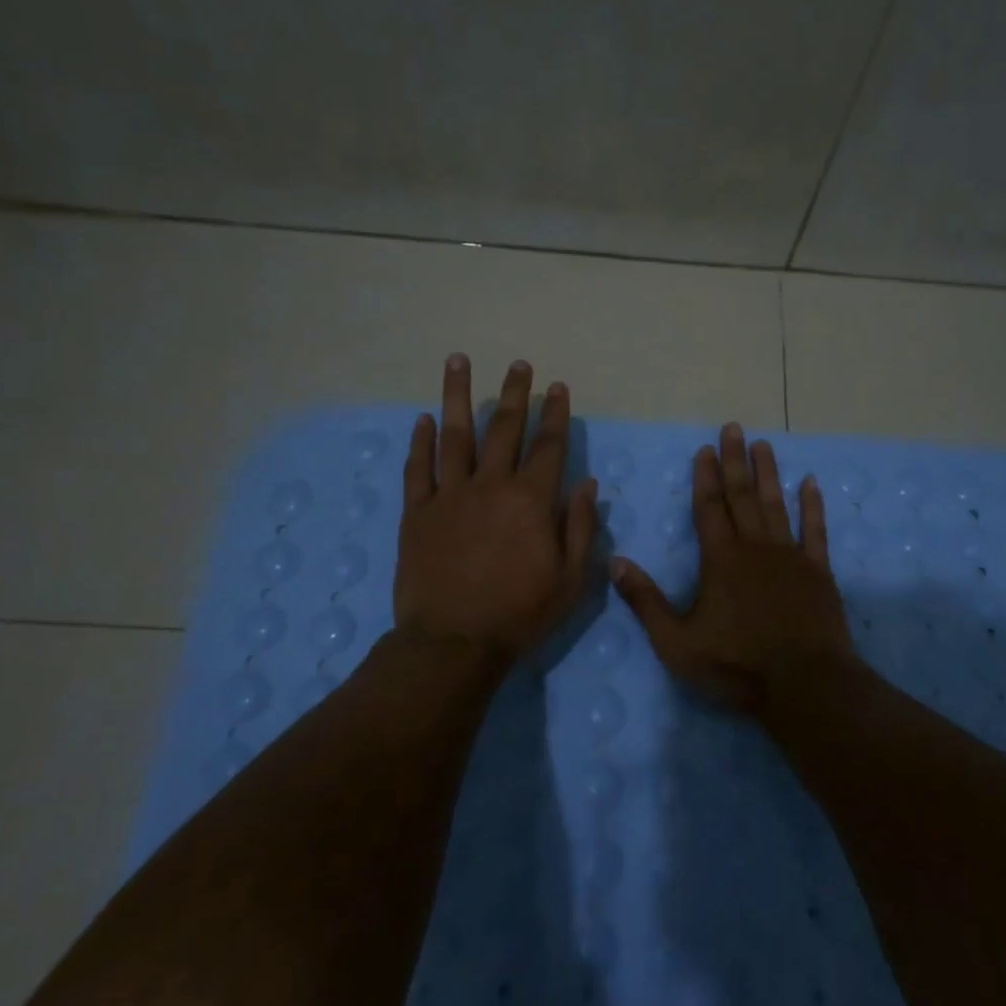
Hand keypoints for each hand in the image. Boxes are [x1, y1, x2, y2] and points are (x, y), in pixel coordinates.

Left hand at [393, 355, 598, 664]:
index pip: (548, 446)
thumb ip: (580, 527)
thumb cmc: (520, 614)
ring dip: (458, 396)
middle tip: (517, 364)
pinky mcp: (417, 513)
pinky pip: (418, 469)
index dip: (555, 414)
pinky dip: (420, 442)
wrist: (453, 644)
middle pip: (504, 429)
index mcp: (531, 501)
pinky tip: (423, 420)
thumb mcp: (571, 580)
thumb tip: (587, 483)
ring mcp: (449, 496)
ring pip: (455, 435)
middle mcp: (490, 486)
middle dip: (513, 393)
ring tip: (458, 361)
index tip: (557, 386)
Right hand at [610, 422, 855, 714]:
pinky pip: (815, 530)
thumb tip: (615, 561)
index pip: (708, 506)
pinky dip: (813, 506)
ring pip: (777, 504)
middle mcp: (755, 547)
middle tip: (734, 428)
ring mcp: (790, 556)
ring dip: (769, 473)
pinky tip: (811, 483)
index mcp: (720, 559)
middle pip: (742, 495)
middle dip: (735, 461)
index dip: (705, 476)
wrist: (805, 686)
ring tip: (764, 444)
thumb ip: (645, 601)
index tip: (705, 448)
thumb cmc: (736, 666)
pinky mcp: (818, 571)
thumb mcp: (676, 642)